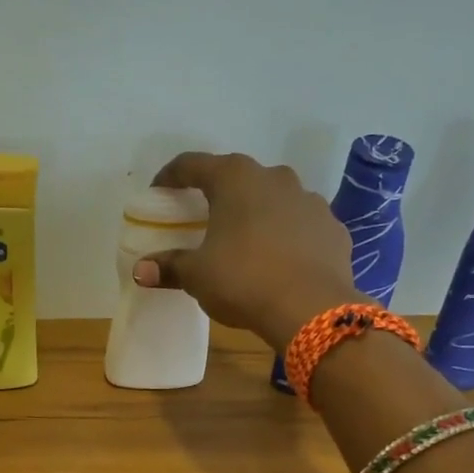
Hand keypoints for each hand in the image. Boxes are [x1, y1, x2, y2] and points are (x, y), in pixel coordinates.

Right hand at [133, 152, 358, 347]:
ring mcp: (310, 201)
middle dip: (218, 193)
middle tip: (203, 217)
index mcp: (235, 180)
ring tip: (244, 240)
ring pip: (275, 198)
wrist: (311, 308)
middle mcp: (275, 178)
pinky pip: (301, 225)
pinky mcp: (332, 228)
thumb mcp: (197, 276)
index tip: (160, 191)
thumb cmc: (243, 280)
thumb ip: (169, 266)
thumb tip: (140, 270)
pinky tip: (279, 260)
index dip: (171, 176)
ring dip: (256, 213)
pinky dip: (286, 236)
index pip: (193, 164)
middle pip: (238, 177)